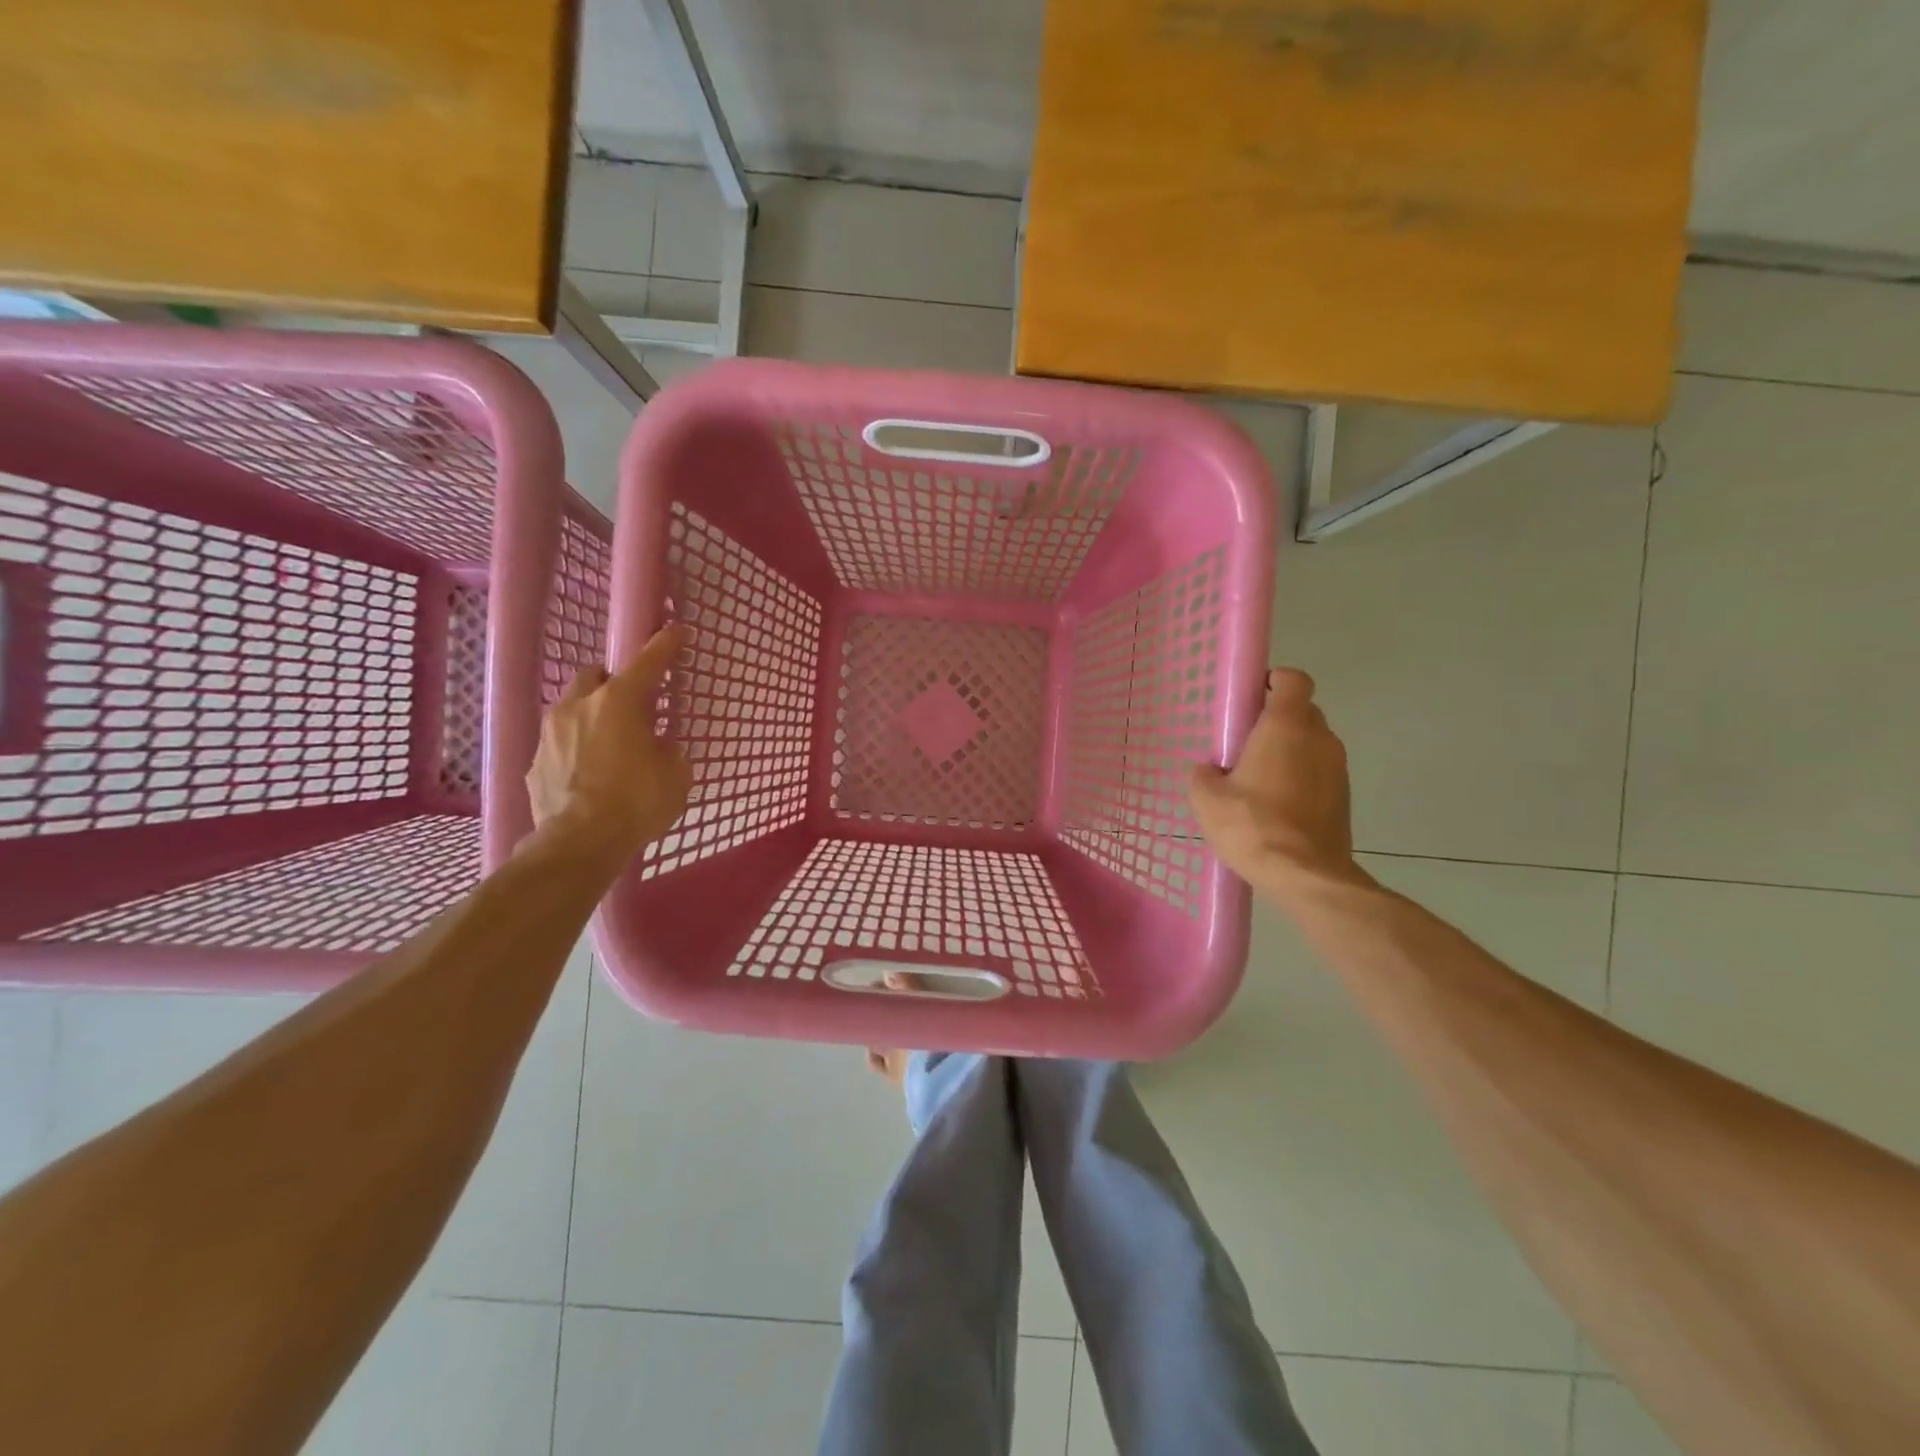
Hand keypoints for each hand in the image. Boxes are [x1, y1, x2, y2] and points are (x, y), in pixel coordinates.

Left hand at [526, 625, 692, 862]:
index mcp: (620, 702)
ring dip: (591, 717)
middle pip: (594, 676)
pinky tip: (590, 776)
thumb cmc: (638, 801)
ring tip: (609, 744)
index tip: (677, 631)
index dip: (665, 645)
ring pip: (572, 709)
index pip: (648, 662)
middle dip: (613, 683)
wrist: (580, 844)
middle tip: (633, 705)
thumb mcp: (675, 774)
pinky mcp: (535, 764)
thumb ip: (668, 750)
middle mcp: (579, 707)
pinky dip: (576, 751)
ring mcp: (550, 735)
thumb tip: (658, 746)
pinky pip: (559, 745)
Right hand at [1190, 668, 1364, 900]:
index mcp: (1286, 726)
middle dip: (1276, 719)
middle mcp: (1320, 738)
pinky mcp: (1345, 797)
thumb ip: (1203, 775)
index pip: (1293, 680)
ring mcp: (1338, 768)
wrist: (1306, 876)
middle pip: (1302, 711)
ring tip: (1259, 779)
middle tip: (1246, 743)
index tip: (1252, 697)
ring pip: (1312, 743)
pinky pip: (1319, 772)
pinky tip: (1276, 805)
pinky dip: (1301, 777)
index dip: (1274, 681)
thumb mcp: (1207, 799)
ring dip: (1290, 751)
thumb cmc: (1253, 825)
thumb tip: (1209, 771)